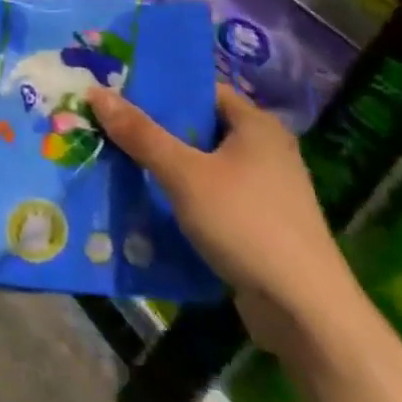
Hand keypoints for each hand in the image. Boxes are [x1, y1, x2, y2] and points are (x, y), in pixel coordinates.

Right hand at [86, 83, 365, 361]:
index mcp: (257, 125)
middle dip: (152, 128)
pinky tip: (145, 199)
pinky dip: (179, 193)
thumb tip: (96, 92)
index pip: (200, 89)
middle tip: (105, 124)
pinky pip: (208, 194)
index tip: (116, 91)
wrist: (305, 312)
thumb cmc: (246, 224)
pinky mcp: (258, 222)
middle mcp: (265, 150)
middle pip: (198, 126)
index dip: (158, 88)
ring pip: (200, 163)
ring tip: (115, 158)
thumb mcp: (184, 174)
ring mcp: (264, 189)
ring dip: (163, 164)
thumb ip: (140, 133)